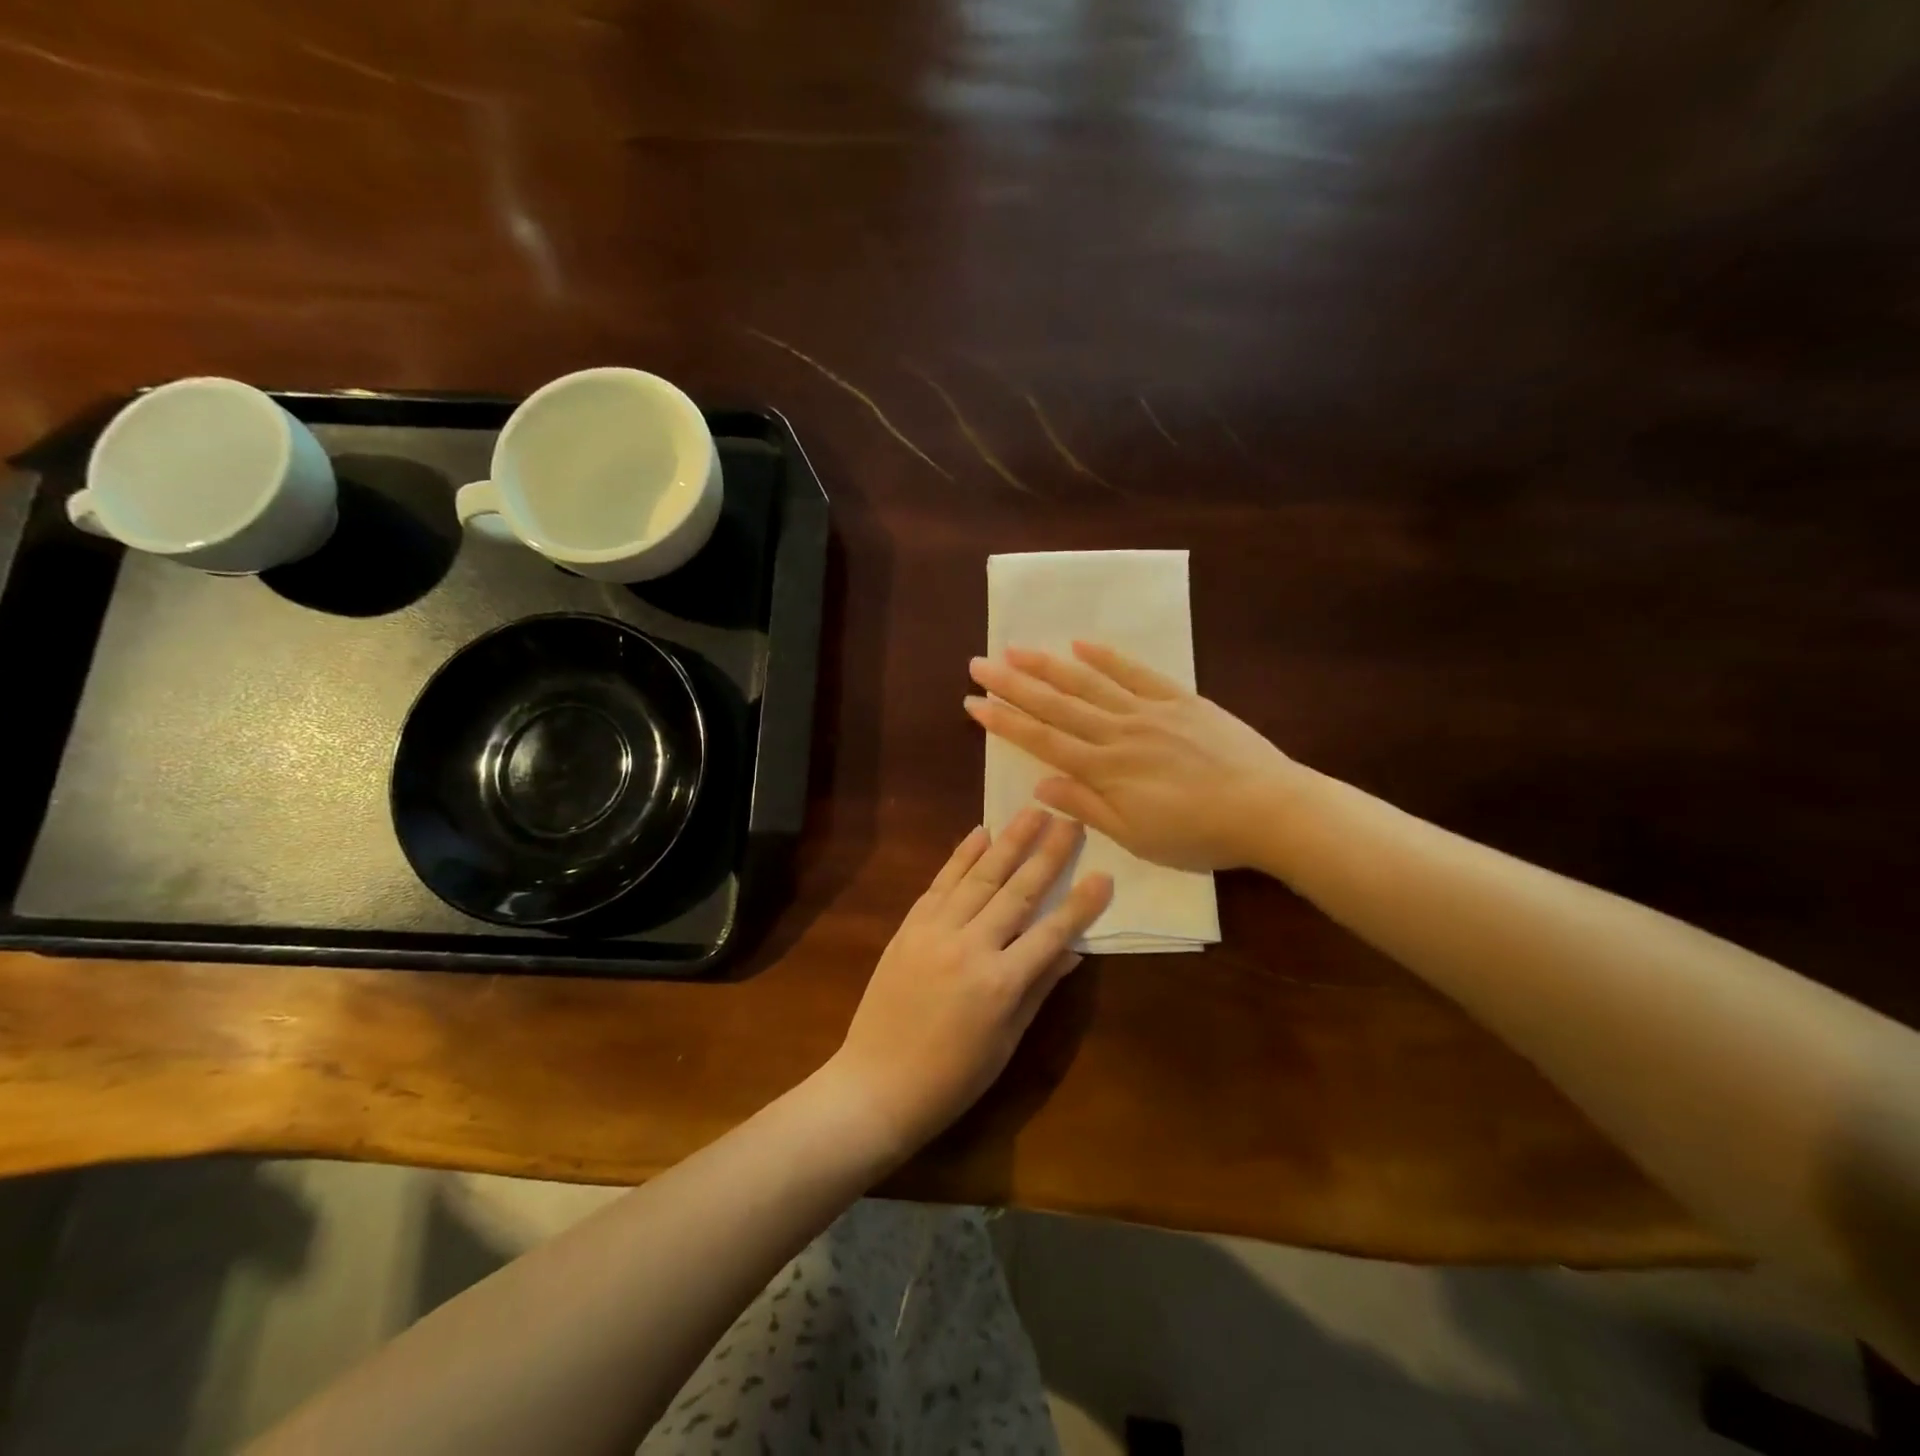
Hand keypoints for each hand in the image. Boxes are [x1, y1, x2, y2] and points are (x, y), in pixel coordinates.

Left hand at [828, 810, 1112, 1159]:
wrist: (876, 1085)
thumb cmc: (951, 1078)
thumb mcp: (1006, 1042)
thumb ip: (1038, 989)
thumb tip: (1072, 951)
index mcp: (1000, 984)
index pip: (1051, 932)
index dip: (1081, 904)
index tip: (1103, 873)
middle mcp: (969, 947)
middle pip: (1017, 892)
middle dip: (1047, 854)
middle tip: (1069, 821)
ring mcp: (934, 933)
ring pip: (978, 877)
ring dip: (1008, 842)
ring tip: (1031, 811)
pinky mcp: (908, 928)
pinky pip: (939, 884)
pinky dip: (960, 857)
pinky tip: (979, 834)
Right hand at [965, 642, 1295, 871]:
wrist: (1268, 809)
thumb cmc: (1199, 835)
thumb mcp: (1136, 836)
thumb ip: (1086, 807)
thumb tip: (1040, 784)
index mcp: (1105, 769)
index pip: (1042, 740)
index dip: (1004, 721)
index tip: (973, 703)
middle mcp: (1118, 732)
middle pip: (1056, 704)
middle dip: (1013, 684)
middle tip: (979, 664)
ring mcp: (1149, 710)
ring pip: (1089, 682)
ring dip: (1048, 665)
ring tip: (1016, 649)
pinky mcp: (1179, 699)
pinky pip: (1136, 672)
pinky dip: (1106, 657)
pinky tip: (1081, 644)